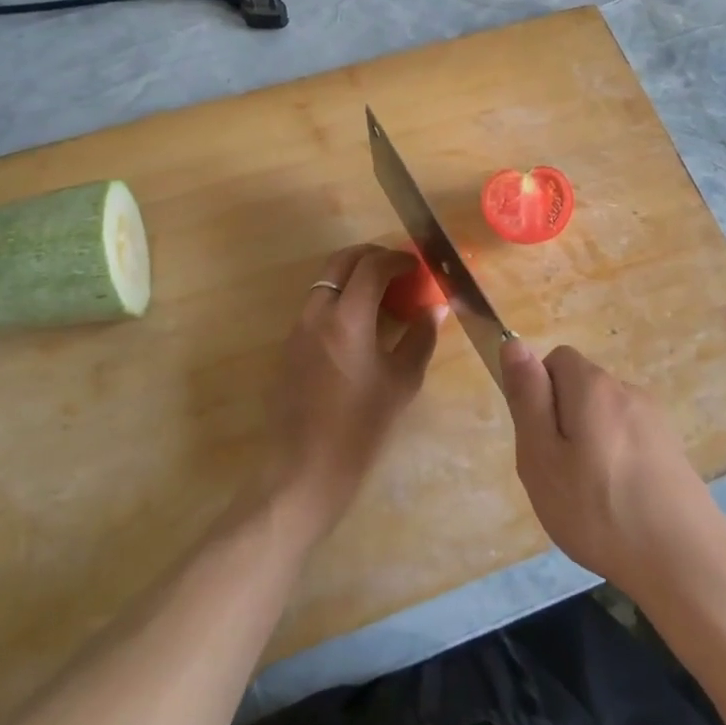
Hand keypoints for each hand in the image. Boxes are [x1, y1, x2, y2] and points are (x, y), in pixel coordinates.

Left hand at [263, 244, 441, 539]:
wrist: (305, 469)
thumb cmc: (362, 428)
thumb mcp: (402, 382)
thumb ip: (421, 337)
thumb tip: (435, 307)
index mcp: (347, 319)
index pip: (371, 266)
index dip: (397, 259)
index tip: (416, 266)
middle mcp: (316, 314)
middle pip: (340, 261)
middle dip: (371, 255)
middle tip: (398, 268)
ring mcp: (298, 329)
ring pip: (325, 281)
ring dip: (354, 276)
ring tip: (383, 295)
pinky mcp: (289, 347)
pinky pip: (316, 305)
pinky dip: (340, 298)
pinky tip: (361, 325)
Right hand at [500, 341, 725, 602]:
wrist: (686, 563)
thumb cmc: (599, 510)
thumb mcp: (542, 457)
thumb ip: (527, 397)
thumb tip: (513, 344)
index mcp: (594, 386)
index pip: (556, 359)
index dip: (539, 393)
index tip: (539, 439)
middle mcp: (628, 391)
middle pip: (581, 389)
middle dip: (562, 422)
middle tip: (558, 475)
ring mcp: (656, 421)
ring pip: (604, 418)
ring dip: (589, 444)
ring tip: (588, 498)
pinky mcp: (672, 450)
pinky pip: (628, 441)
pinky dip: (616, 462)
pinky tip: (618, 506)